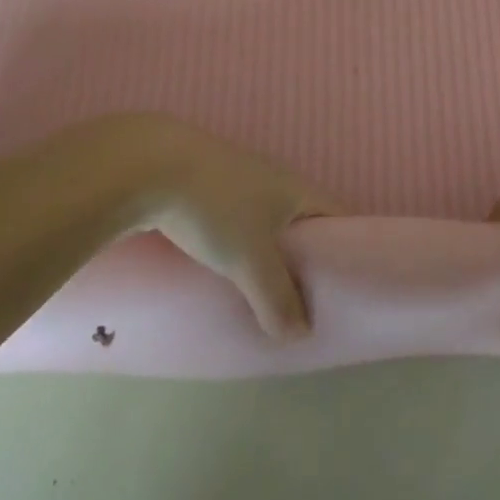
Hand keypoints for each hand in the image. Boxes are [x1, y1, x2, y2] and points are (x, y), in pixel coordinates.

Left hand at [85, 115, 340, 338]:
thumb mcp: (251, 260)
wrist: (149, 166)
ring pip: (266, 219)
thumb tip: (300, 334)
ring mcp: (238, 177)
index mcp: (297, 189)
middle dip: (307, 256)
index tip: (350, 285)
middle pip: (303, 220)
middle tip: (306, 298)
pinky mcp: (206, 183)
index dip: (349, 249)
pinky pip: (236, 218)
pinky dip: (239, 242)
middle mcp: (274, 178)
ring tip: (264, 289)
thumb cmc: (215, 208)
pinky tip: (223, 266)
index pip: (338, 217)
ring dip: (270, 250)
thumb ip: (277, 299)